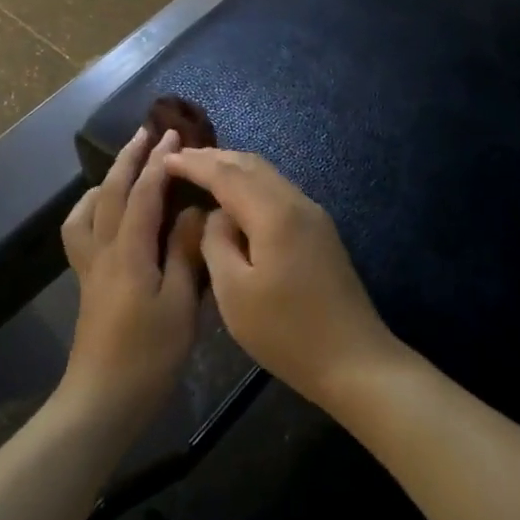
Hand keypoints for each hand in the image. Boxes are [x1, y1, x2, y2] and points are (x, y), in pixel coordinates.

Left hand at [59, 128, 206, 425]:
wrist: (102, 399)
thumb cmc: (148, 356)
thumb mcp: (179, 305)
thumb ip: (183, 254)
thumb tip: (192, 212)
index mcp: (129, 252)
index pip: (144, 193)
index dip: (160, 162)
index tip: (176, 136)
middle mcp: (103, 249)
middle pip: (110, 191)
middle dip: (130, 158)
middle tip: (149, 132)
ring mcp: (90, 266)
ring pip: (89, 208)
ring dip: (108, 180)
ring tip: (126, 168)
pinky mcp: (87, 282)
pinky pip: (81, 231)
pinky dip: (91, 209)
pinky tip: (106, 216)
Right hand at [163, 148, 397, 408]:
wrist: (354, 360)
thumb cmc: (286, 332)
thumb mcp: (234, 292)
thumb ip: (217, 242)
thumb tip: (216, 216)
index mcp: (274, 214)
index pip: (226, 174)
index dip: (194, 164)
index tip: (165, 160)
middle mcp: (297, 203)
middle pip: (251, 165)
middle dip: (214, 158)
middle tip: (180, 159)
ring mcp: (314, 216)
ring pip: (268, 176)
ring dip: (234, 169)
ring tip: (203, 172)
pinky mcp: (320, 232)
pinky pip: (278, 193)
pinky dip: (251, 186)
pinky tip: (235, 200)